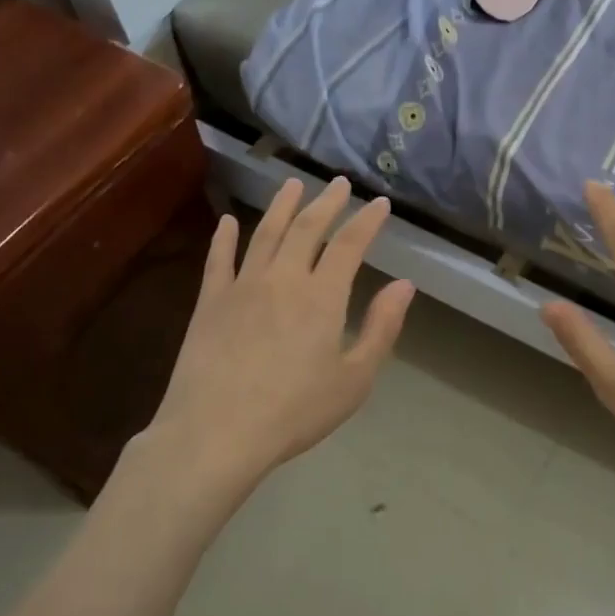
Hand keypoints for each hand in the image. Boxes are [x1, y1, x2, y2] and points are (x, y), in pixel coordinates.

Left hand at [133, 177, 414, 503]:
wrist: (217, 432)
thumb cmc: (295, 411)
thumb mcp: (355, 379)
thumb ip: (381, 328)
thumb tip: (404, 285)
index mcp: (322, 296)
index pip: (349, 245)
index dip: (367, 221)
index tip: (380, 204)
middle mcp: (283, 278)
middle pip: (307, 228)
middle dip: (327, 202)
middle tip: (339, 184)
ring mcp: (242, 286)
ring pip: (265, 233)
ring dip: (281, 206)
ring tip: (292, 184)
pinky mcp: (210, 302)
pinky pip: (218, 259)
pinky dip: (224, 237)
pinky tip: (226, 222)